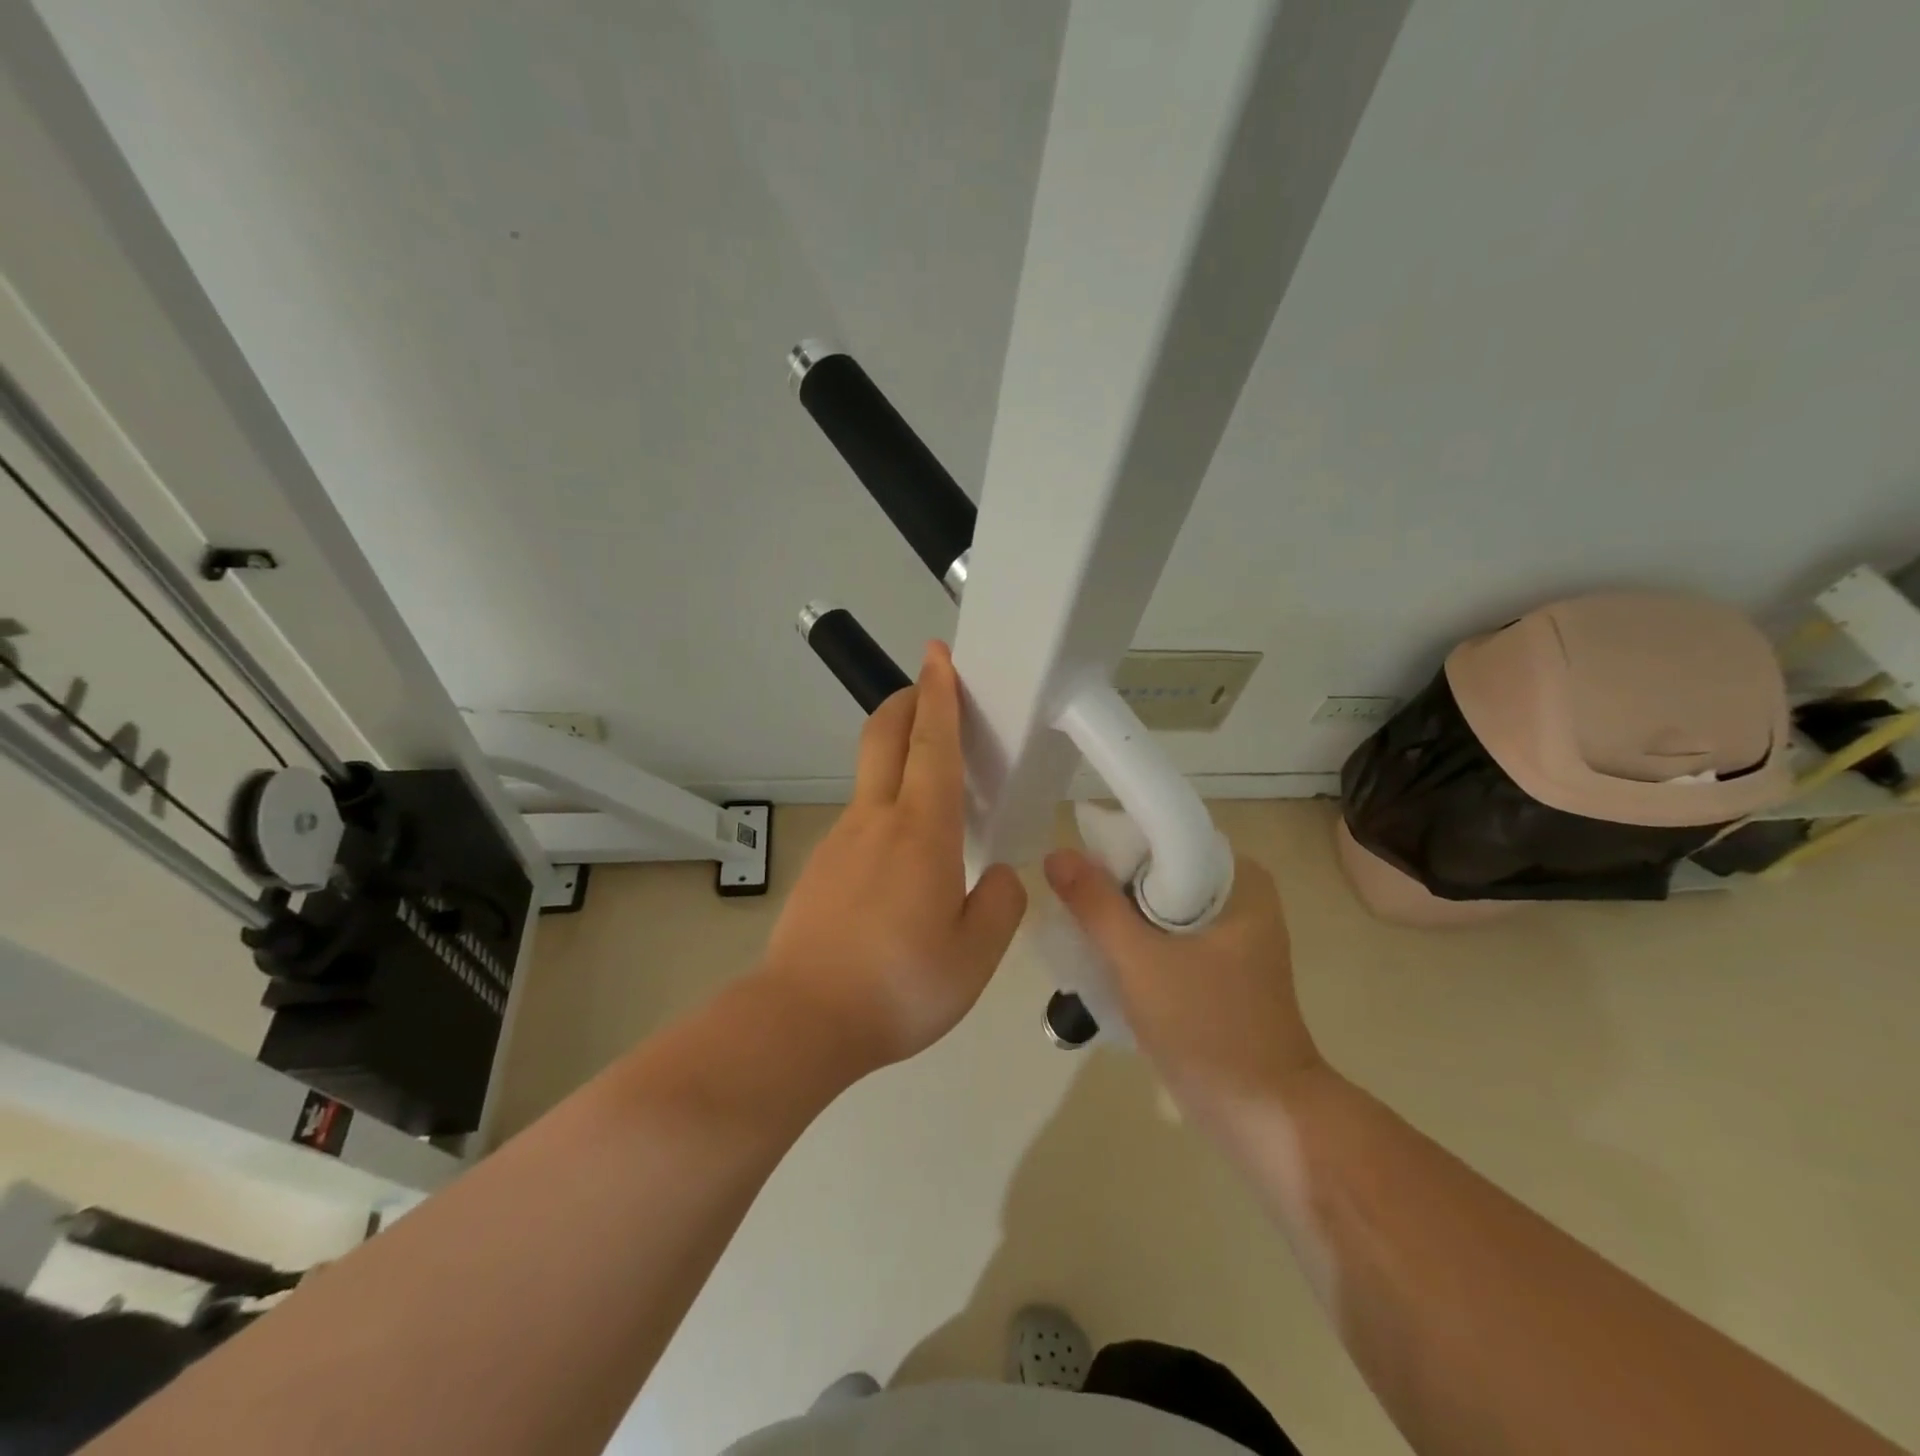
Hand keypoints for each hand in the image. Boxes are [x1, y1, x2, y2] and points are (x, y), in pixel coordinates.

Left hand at [762, 643, 1027, 1071]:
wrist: (802, 1021)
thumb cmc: (899, 984)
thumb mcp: (976, 955)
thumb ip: (999, 905)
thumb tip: (998, 876)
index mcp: (922, 831)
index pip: (932, 743)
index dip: (939, 694)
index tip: (937, 655)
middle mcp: (876, 820)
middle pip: (884, 736)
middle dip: (906, 700)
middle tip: (929, 687)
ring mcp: (840, 841)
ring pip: (872, 779)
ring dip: (898, 756)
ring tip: (935, 789)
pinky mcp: (820, 868)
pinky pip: (860, 821)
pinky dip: (886, 808)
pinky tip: (902, 860)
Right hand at [1043, 849, 1322, 1124]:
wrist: (1262, 1115)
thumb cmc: (1208, 1028)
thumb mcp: (1141, 961)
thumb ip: (1096, 905)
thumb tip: (1055, 854)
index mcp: (1238, 879)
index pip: (1163, 838)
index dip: (1114, 848)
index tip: (1074, 873)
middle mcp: (1239, 896)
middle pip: (1158, 872)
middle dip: (1113, 887)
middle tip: (1071, 908)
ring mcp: (1230, 934)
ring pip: (1157, 906)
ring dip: (1120, 918)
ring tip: (1080, 934)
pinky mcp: (1218, 966)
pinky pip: (1166, 935)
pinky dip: (1136, 942)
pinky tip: (1103, 959)